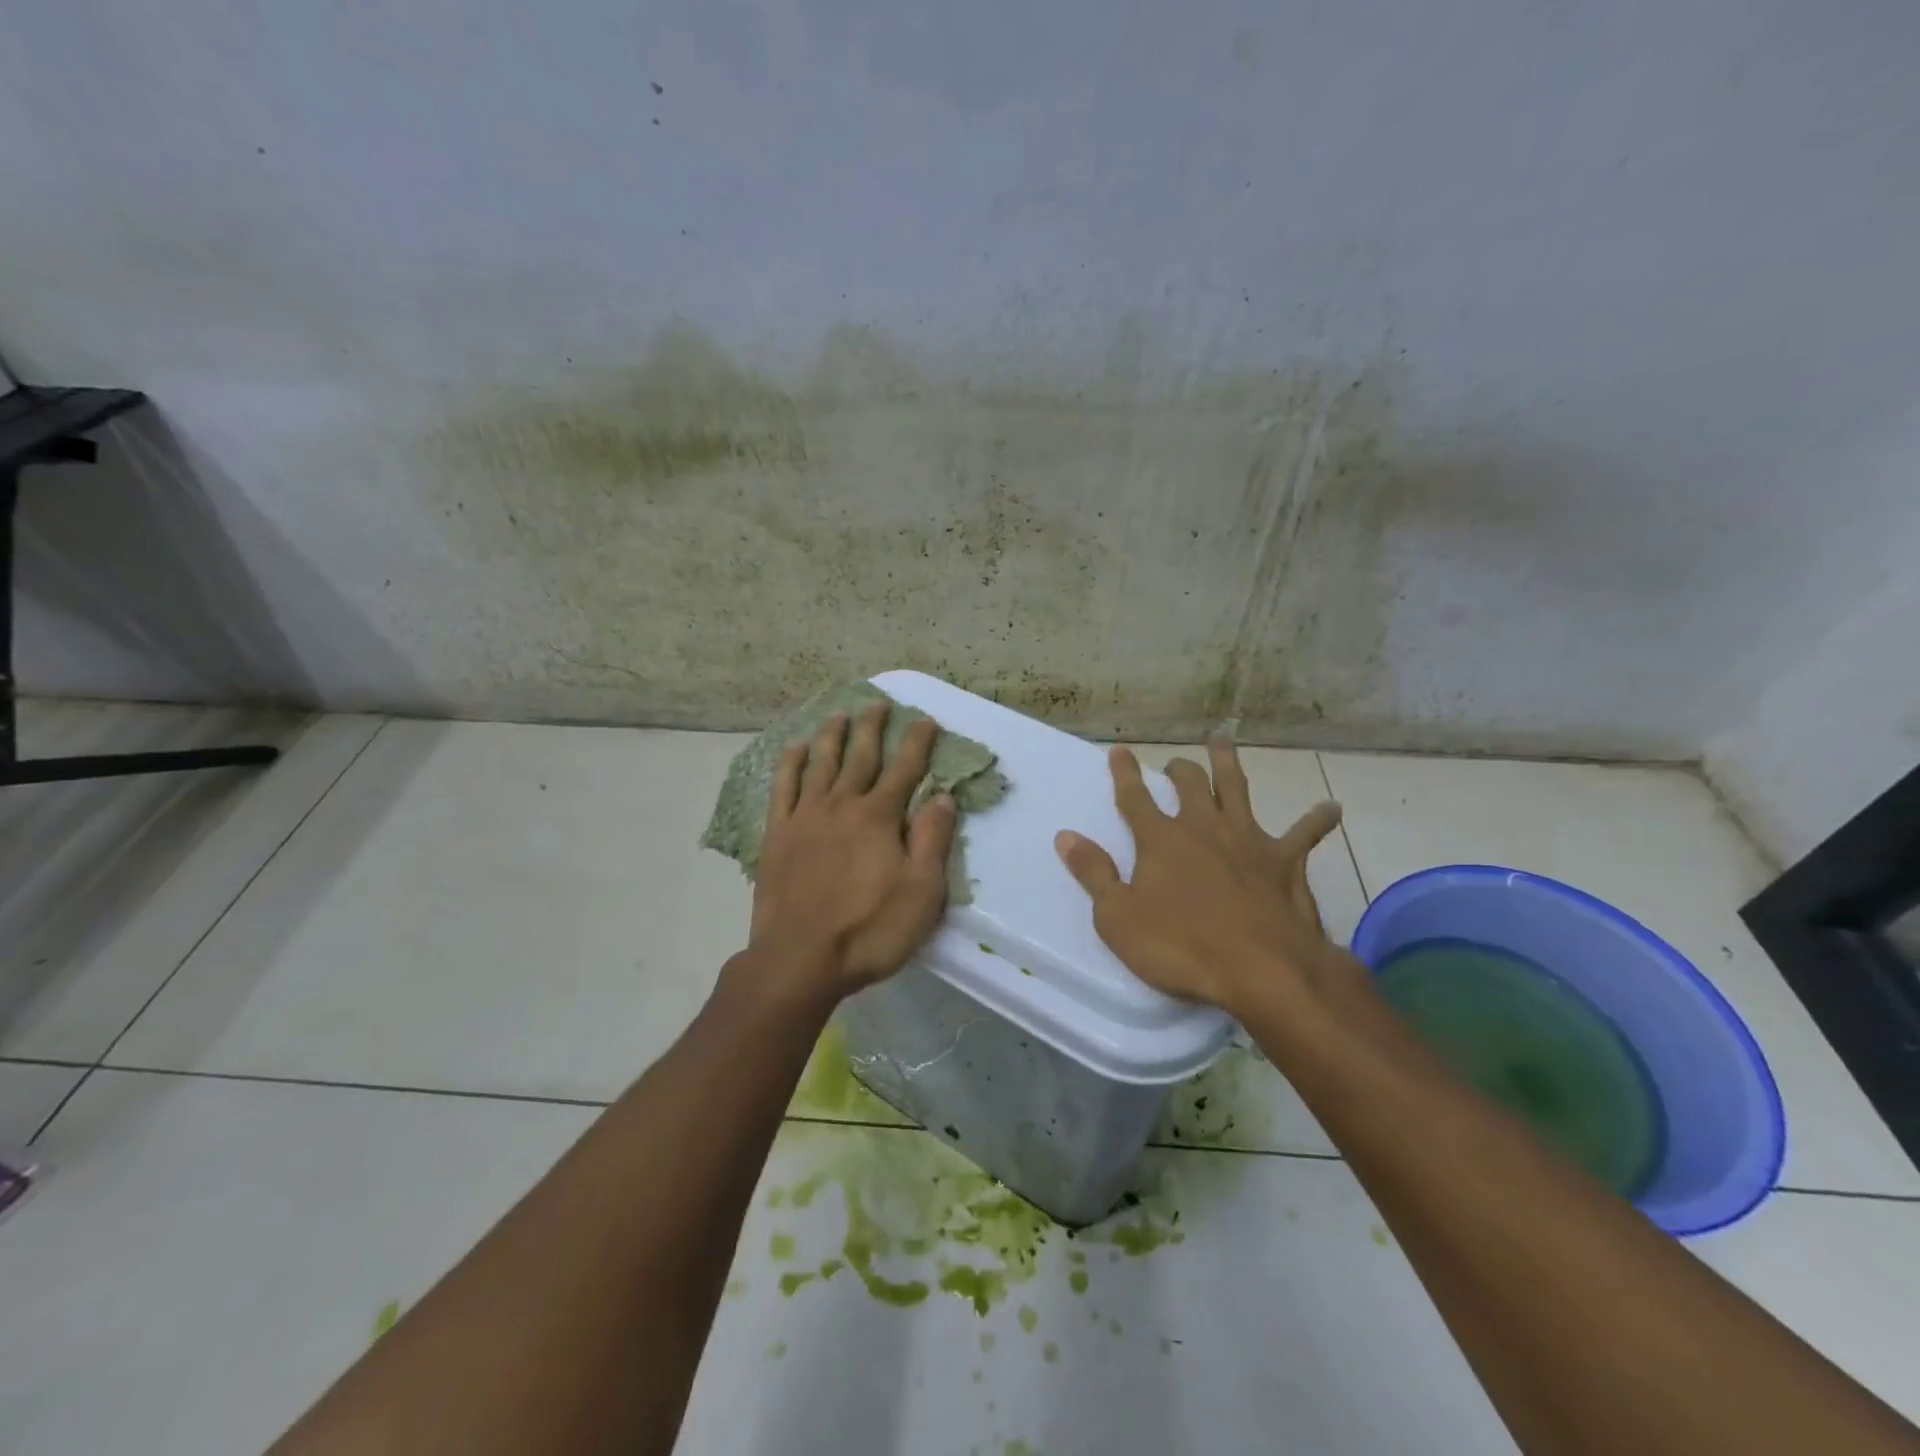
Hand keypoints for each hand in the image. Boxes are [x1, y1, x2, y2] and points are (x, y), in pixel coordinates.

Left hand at [741, 699, 956, 1004]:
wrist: (800, 960)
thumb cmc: (870, 930)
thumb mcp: (922, 892)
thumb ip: (932, 839)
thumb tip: (944, 797)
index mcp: (879, 818)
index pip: (905, 769)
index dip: (917, 742)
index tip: (925, 719)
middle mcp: (842, 805)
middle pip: (861, 757)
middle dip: (873, 727)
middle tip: (878, 702)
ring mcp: (805, 817)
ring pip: (821, 763)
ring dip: (832, 735)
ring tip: (839, 712)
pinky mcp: (777, 835)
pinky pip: (783, 788)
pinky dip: (791, 763)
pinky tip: (796, 747)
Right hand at [1054, 739, 1352, 1019]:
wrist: (1260, 968)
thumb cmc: (1180, 946)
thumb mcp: (1118, 917)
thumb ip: (1093, 873)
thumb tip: (1066, 836)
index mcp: (1161, 839)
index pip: (1135, 797)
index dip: (1125, 773)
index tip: (1119, 750)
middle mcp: (1203, 828)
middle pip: (1189, 785)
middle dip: (1179, 769)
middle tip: (1175, 762)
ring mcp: (1247, 840)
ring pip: (1236, 790)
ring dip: (1228, 765)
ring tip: (1224, 742)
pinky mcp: (1284, 862)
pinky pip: (1303, 835)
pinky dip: (1316, 821)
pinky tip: (1331, 808)